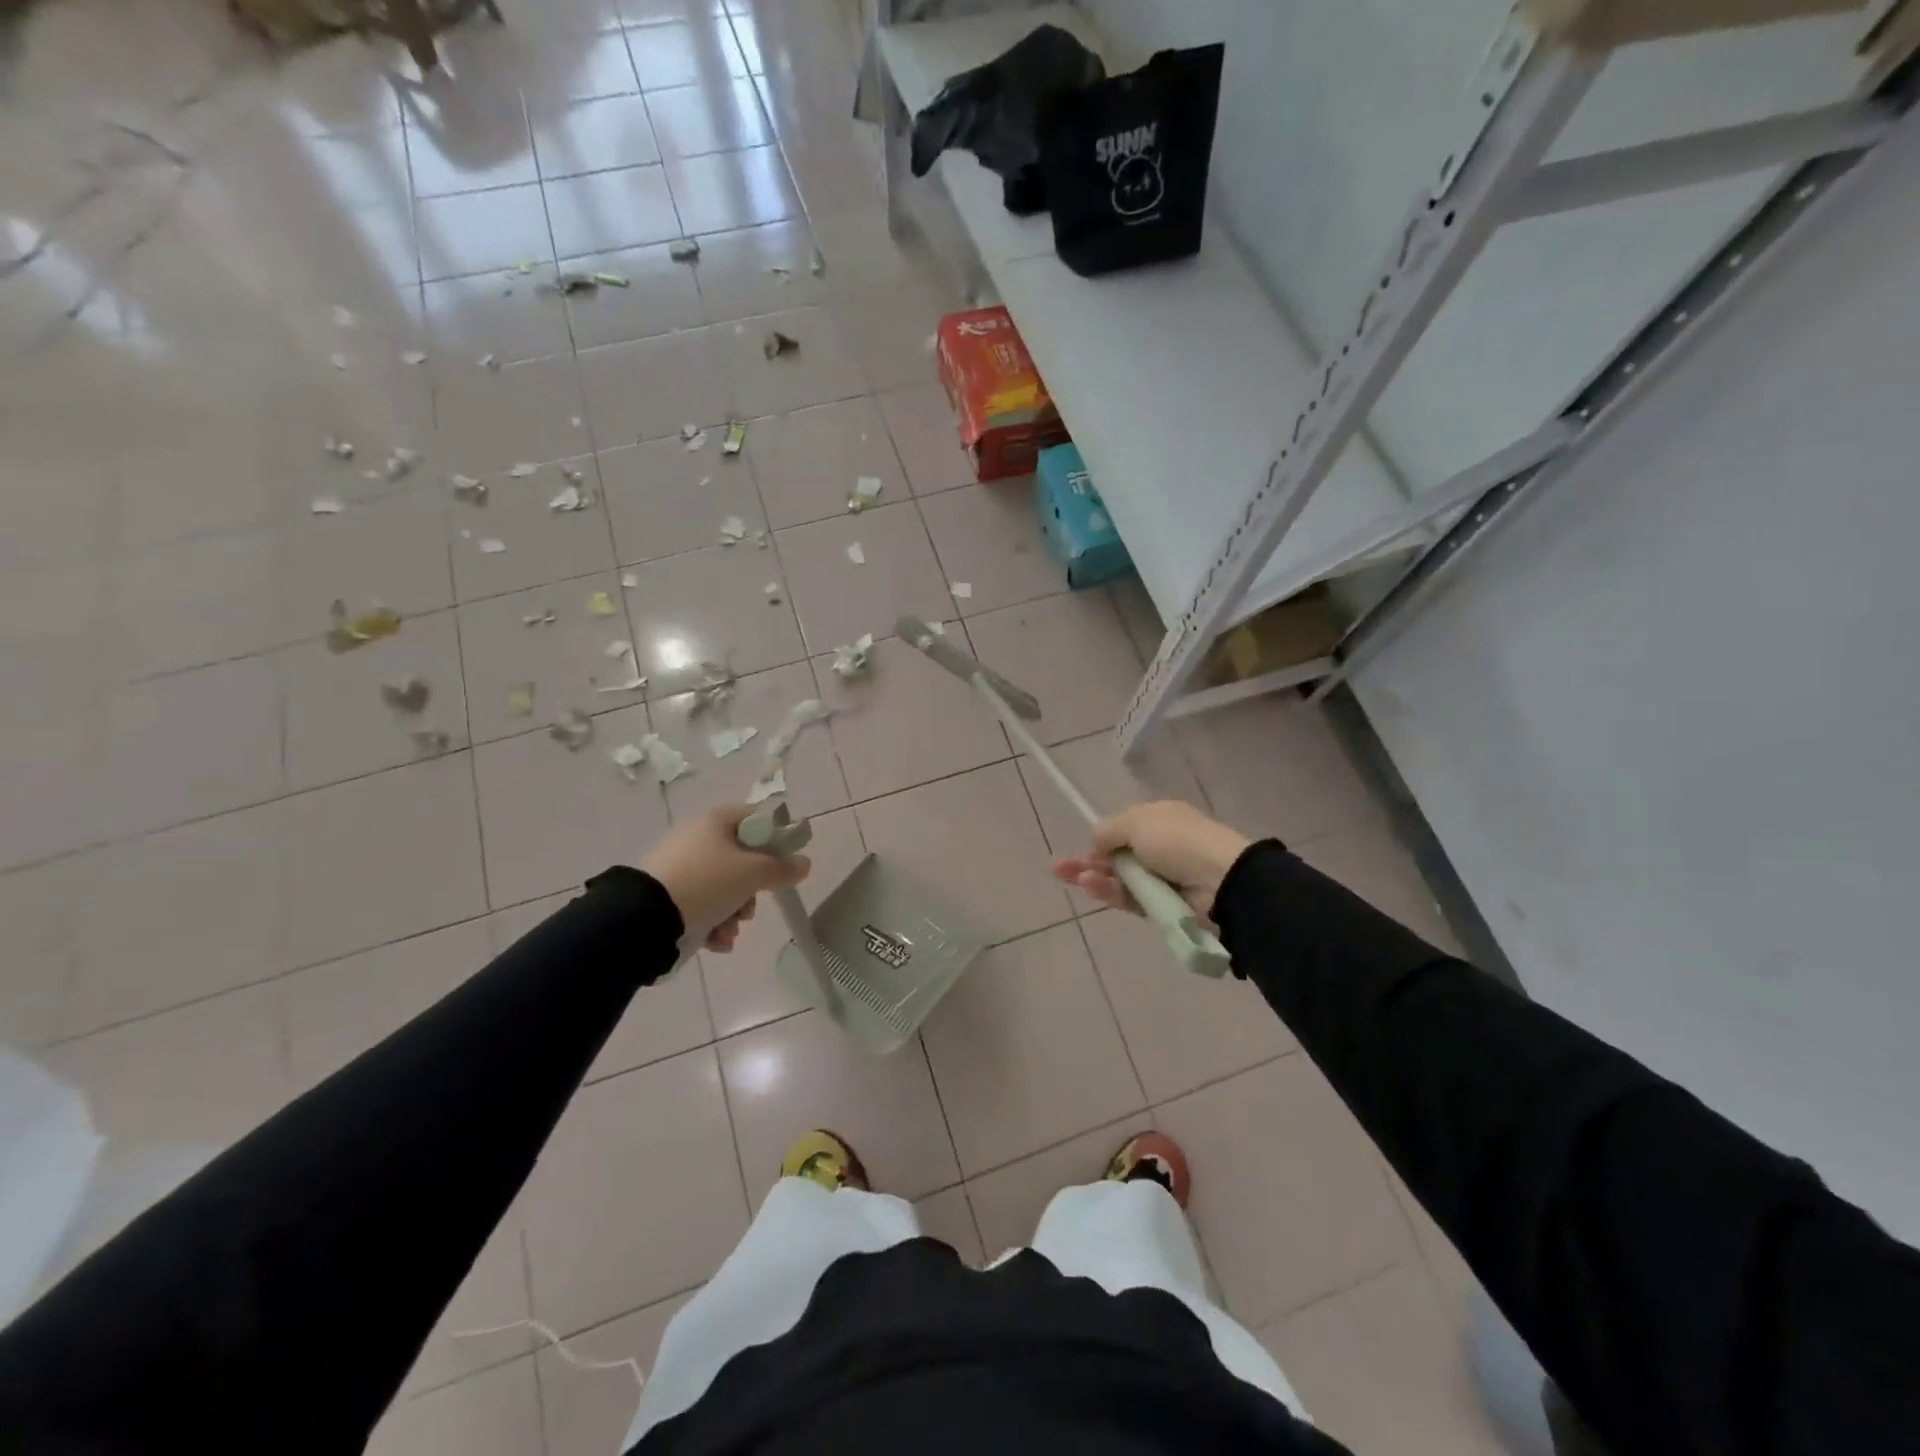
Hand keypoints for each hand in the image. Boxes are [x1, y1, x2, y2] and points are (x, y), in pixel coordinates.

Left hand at [642, 806, 811, 953]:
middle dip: (752, 891)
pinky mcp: (667, 896)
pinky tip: (715, 941)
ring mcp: (680, 868)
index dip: (776, 840)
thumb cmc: (707, 882)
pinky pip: (701, 906)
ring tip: (729, 931)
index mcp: (716, 822)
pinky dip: (713, 924)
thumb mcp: (753, 873)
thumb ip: (782, 868)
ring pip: (723, 888)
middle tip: (751, 906)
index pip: (757, 819)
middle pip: (742, 860)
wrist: (645, 918)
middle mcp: (697, 839)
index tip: (785, 864)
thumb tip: (805, 863)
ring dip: (734, 914)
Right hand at [1052, 801, 1249, 919]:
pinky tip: (1091, 885)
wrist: (1220, 881)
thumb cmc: (1178, 841)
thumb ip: (1108, 831)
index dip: (1101, 838)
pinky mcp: (1161, 906)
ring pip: (1119, 879)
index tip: (1083, 847)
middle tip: (1058, 869)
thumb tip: (1095, 842)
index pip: (1123, 829)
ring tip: (1074, 878)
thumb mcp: (1136, 822)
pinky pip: (1129, 898)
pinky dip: (1110, 892)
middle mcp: (1160, 847)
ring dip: (1095, 877)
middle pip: (1116, 856)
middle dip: (1087, 861)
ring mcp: (1162, 878)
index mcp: (1159, 820)